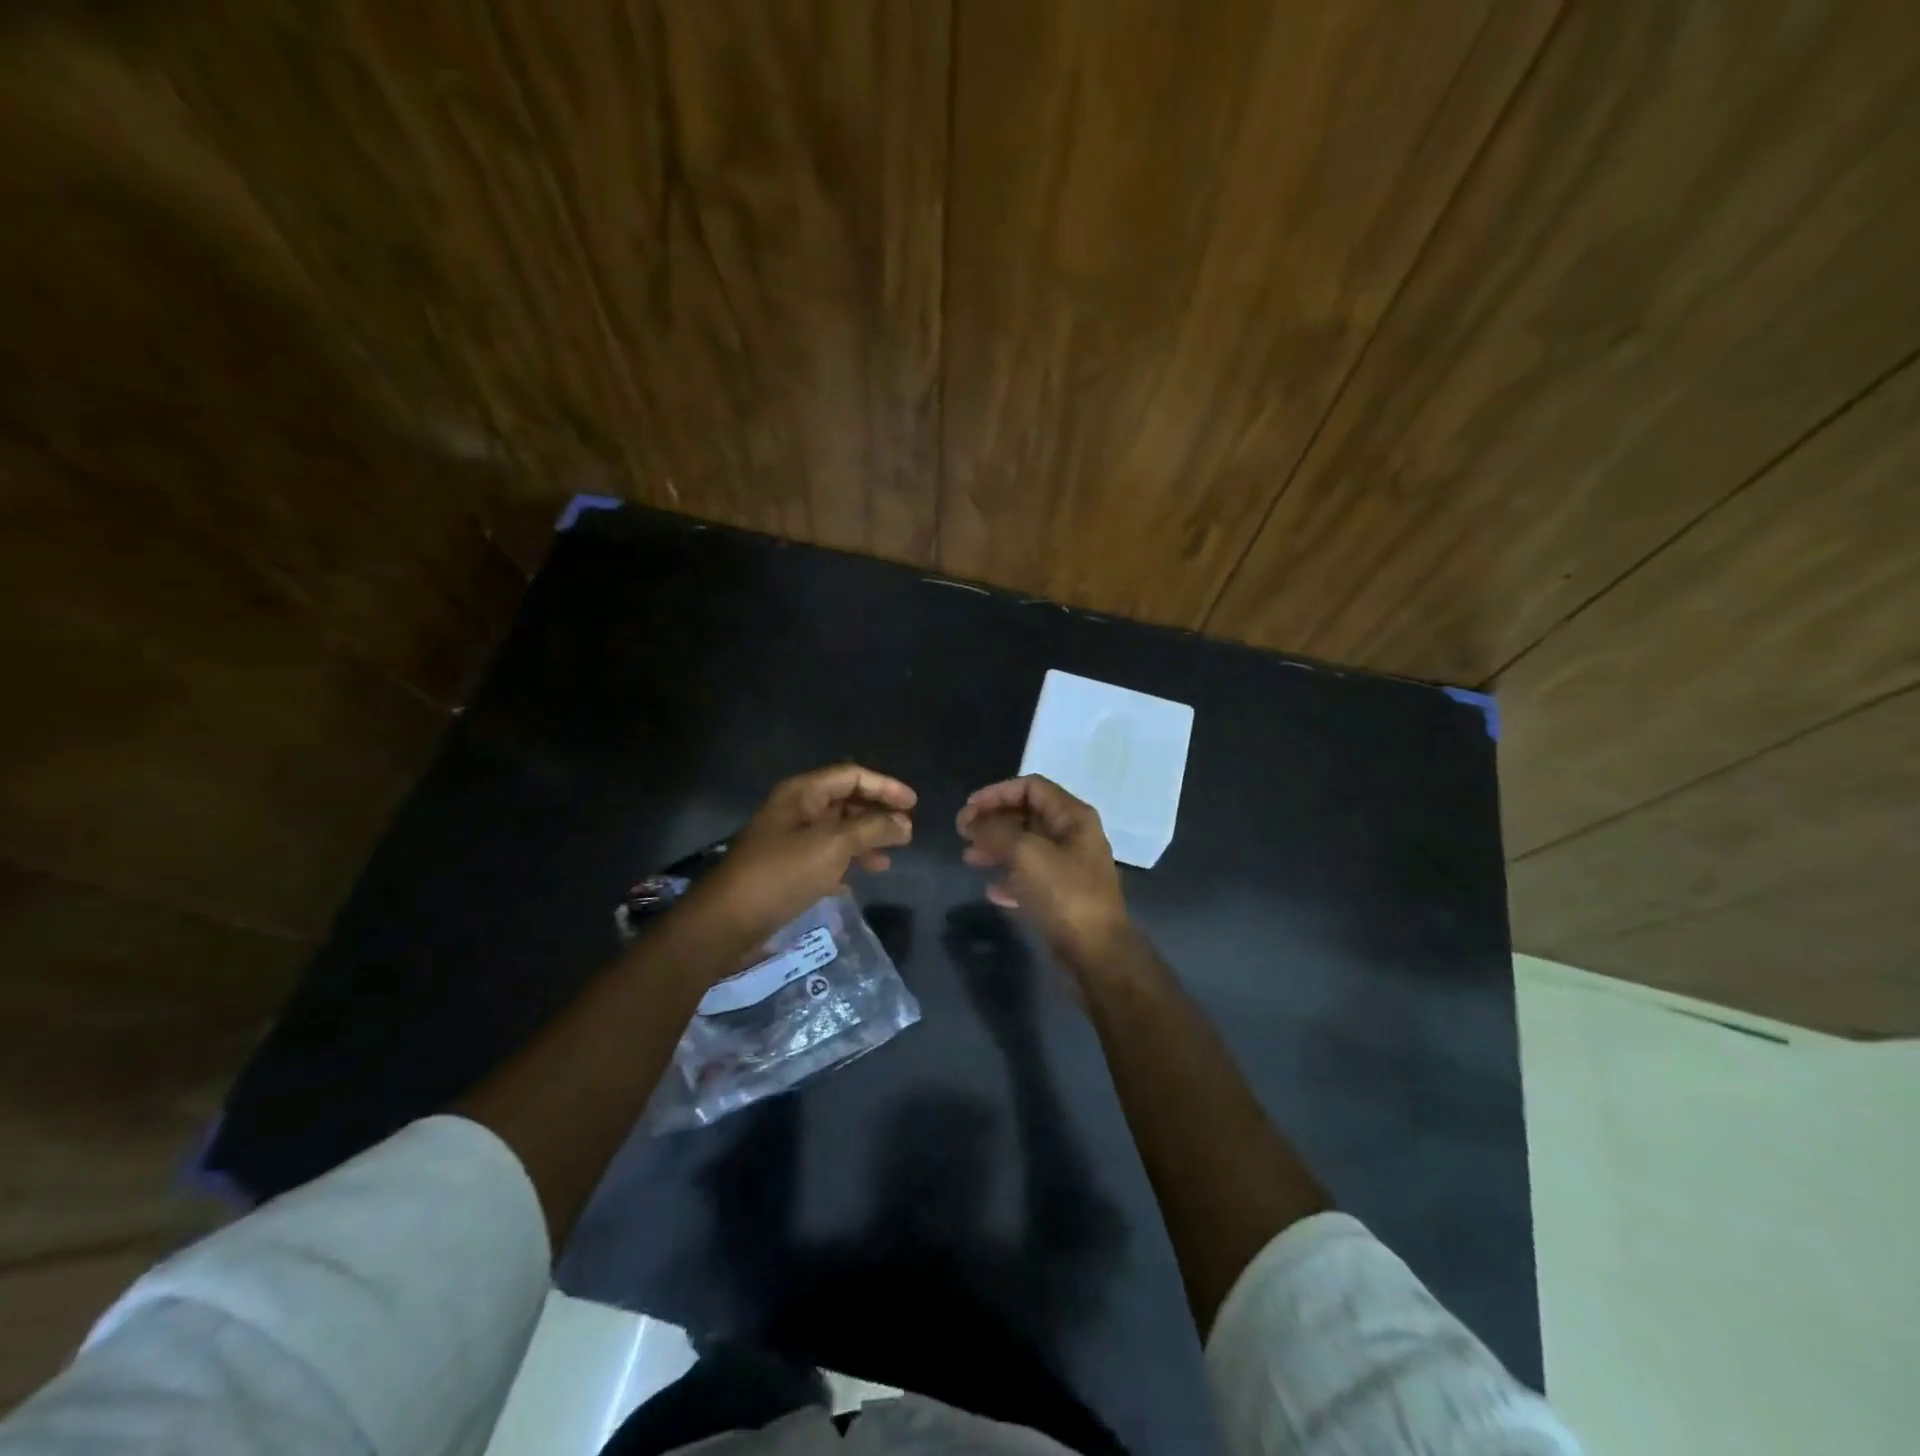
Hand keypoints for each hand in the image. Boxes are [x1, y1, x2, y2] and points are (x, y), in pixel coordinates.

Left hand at [680, 763, 914, 964]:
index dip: (885, 786)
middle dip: (877, 815)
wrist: (727, 921)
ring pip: (836, 832)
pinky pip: (824, 859)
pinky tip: (858, 883)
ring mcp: (789, 840)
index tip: (914, 805)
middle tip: (907, 833)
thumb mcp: (833, 846)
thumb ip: (872, 829)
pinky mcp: (785, 870)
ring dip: (864, 842)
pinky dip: (844, 866)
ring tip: (889, 860)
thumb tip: (904, 823)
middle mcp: (795, 810)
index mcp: (802, 793)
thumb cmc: (782, 873)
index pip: (851, 775)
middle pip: (844, 801)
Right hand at [957, 775, 1133, 972]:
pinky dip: (1009, 878)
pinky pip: (1030, 877)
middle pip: (1027, 815)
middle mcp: (1074, 835)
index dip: (996, 793)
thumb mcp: (1025, 853)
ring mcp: (1070, 867)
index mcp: (1073, 816)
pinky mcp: (1063, 895)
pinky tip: (991, 892)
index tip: (968, 810)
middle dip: (993, 821)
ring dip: (996, 848)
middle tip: (963, 834)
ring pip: (1026, 846)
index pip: (1031, 786)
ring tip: (969, 859)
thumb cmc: (1063, 893)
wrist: (1096, 952)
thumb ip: (995, 832)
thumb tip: (972, 822)